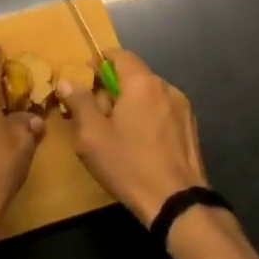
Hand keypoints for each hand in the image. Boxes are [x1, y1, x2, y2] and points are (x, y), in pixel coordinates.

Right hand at [58, 50, 207, 224]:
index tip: (86, 77)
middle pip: (135, 76)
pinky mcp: (191, 128)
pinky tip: (141, 144)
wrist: (177, 202)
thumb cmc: (129, 165)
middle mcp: (166, 87)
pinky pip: (163, 111)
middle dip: (113, 88)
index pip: (120, 55)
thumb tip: (68, 81)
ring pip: (149, 95)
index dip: (101, 61)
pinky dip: (148, 117)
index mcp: (142, 83)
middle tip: (96, 112)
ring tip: (118, 131)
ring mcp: (183, 108)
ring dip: (132, 103)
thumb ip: (80, 102)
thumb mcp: (92, 135)